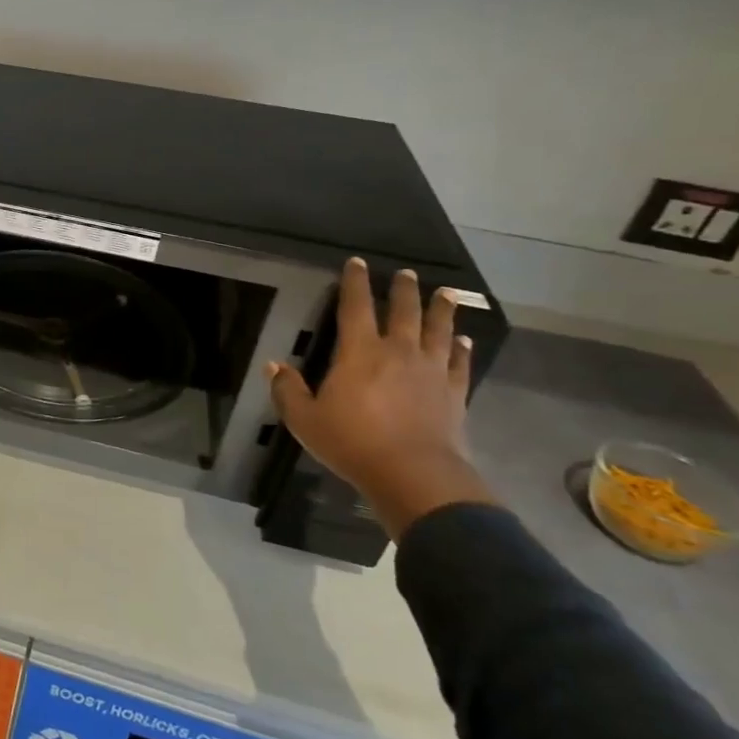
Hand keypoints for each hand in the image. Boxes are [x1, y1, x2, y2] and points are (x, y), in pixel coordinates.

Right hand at [266, 258, 493, 538]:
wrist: (414, 475)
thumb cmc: (353, 443)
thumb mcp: (305, 420)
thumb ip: (287, 390)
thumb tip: (273, 365)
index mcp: (359, 352)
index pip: (356, 307)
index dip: (355, 282)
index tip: (357, 262)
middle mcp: (398, 352)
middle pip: (404, 312)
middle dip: (403, 290)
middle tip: (407, 273)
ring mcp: (430, 371)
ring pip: (438, 330)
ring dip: (441, 310)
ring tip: (445, 293)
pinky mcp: (453, 393)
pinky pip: (459, 363)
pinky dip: (462, 349)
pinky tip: (464, 340)